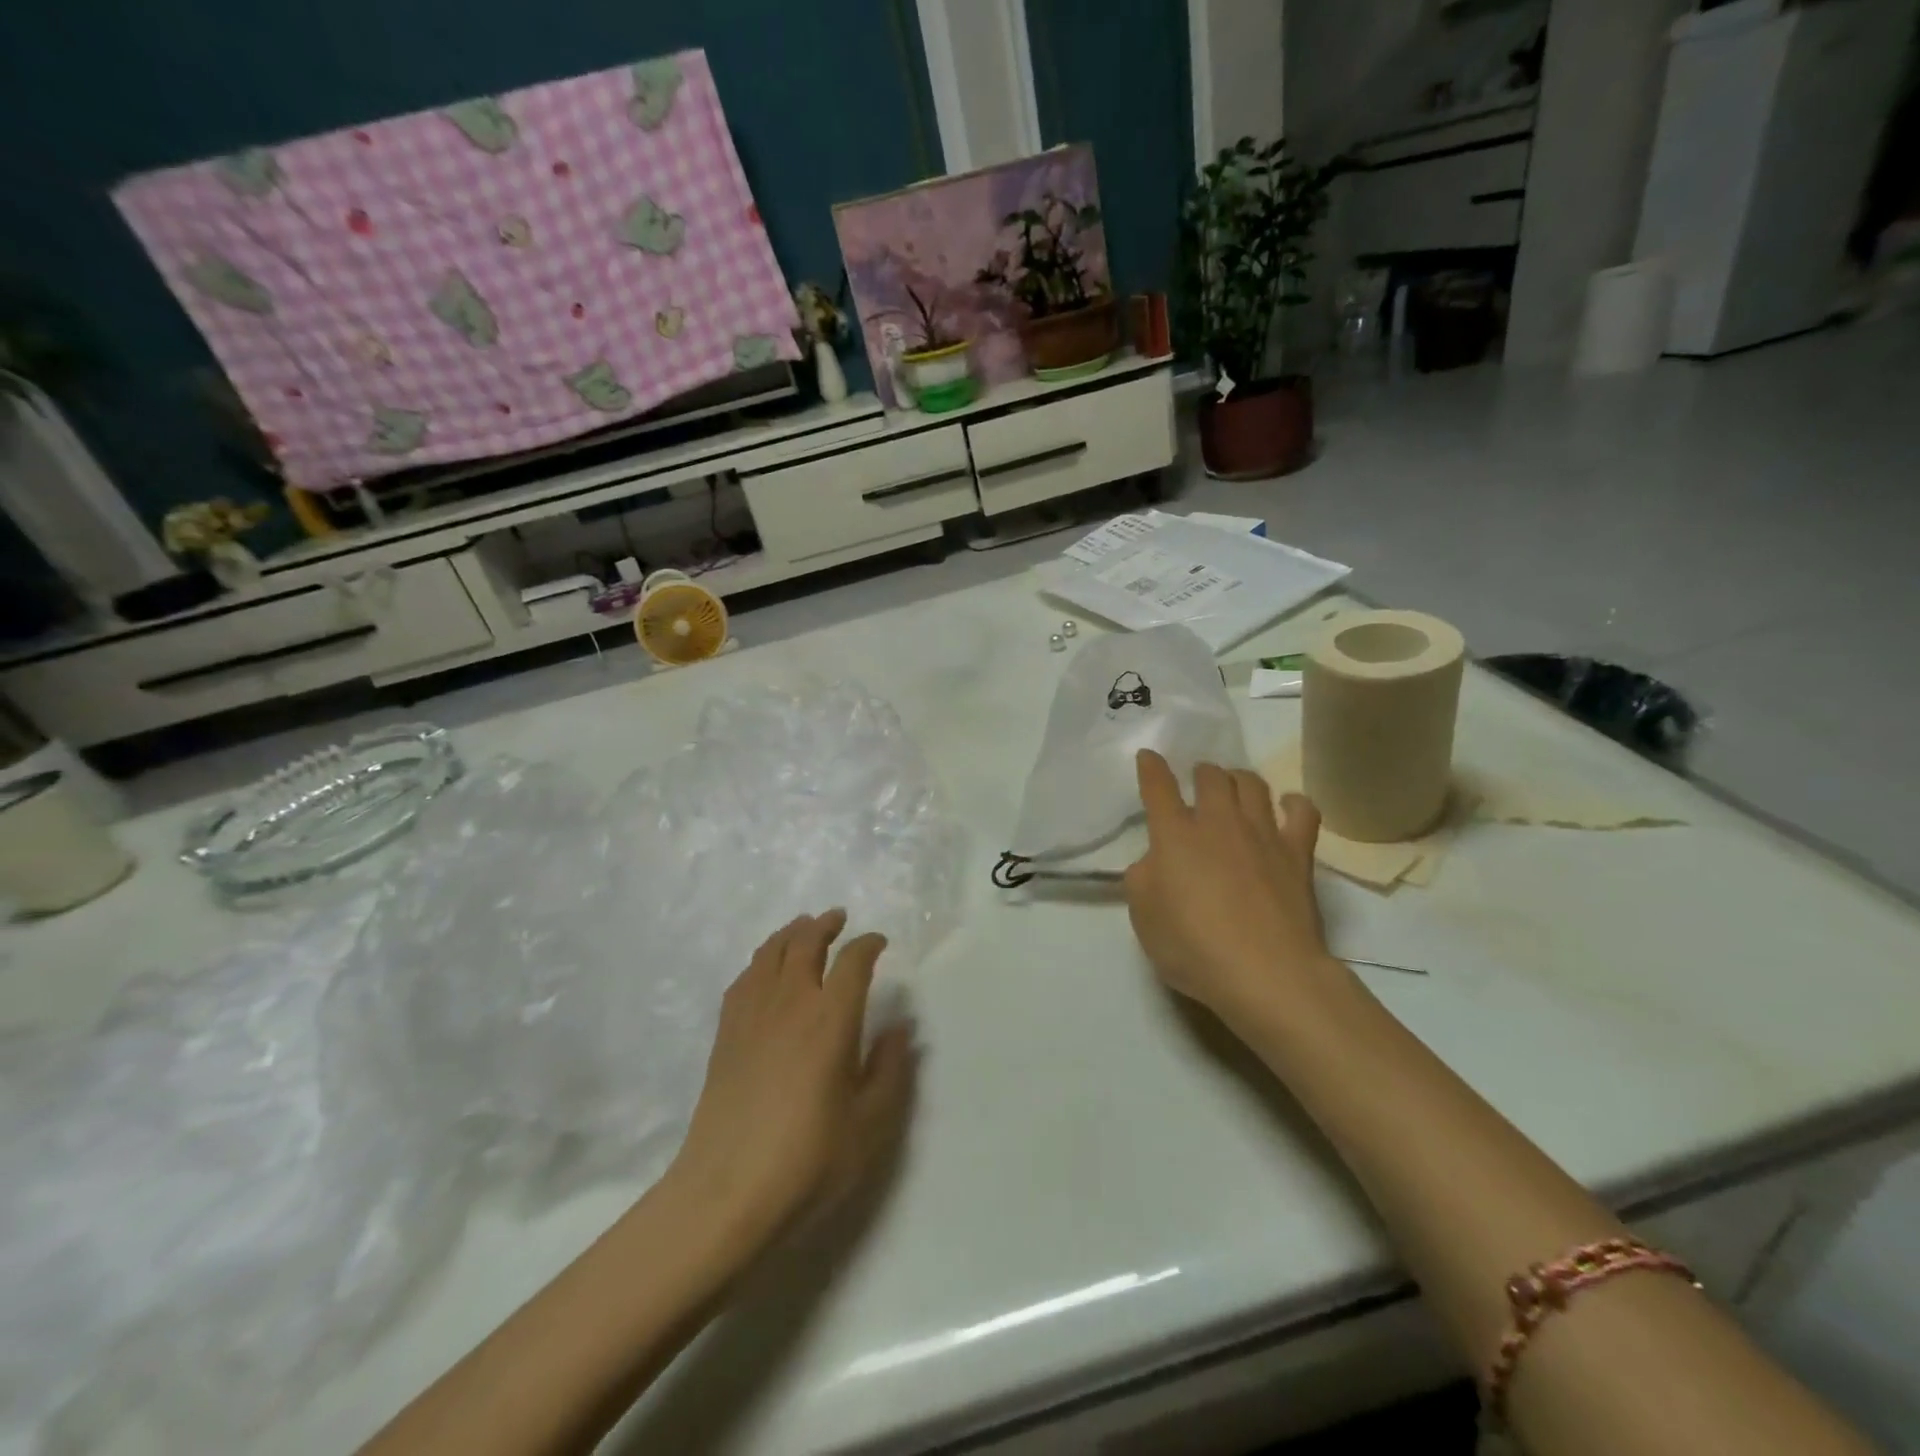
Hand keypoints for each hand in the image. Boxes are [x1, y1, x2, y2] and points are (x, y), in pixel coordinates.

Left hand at [667, 910, 915, 1251]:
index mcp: (831, 1019)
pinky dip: (760, 961)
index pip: (853, 962)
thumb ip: (890, 1070)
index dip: (868, 945)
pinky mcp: (725, 1036)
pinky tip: (764, 970)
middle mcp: (791, 1003)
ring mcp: (752, 1016)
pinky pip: (744, 979)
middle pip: (805, 943)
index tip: (879, 942)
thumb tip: (900, 1027)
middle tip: (838, 918)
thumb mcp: (870, 1125)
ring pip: (770, 953)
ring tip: (803, 928)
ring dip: (791, 933)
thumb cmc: (808, 1162)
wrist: (725, 1196)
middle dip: (825, 925)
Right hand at [1124, 750, 1336, 1035]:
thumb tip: (1155, 861)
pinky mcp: (1297, 852)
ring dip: (1239, 779)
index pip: (1158, 788)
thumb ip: (1142, 880)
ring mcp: (1262, 833)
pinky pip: (1302, 810)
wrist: (1266, 972)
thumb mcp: (1144, 918)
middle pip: (1211, 776)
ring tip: (1235, 787)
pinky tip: (1286, 806)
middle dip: (1201, 773)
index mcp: (1174, 836)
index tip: (1149, 757)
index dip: (1151, 768)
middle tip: (1198, 783)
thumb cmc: (1194, 948)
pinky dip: (1293, 802)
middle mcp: (1218, 822)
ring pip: (1252, 784)